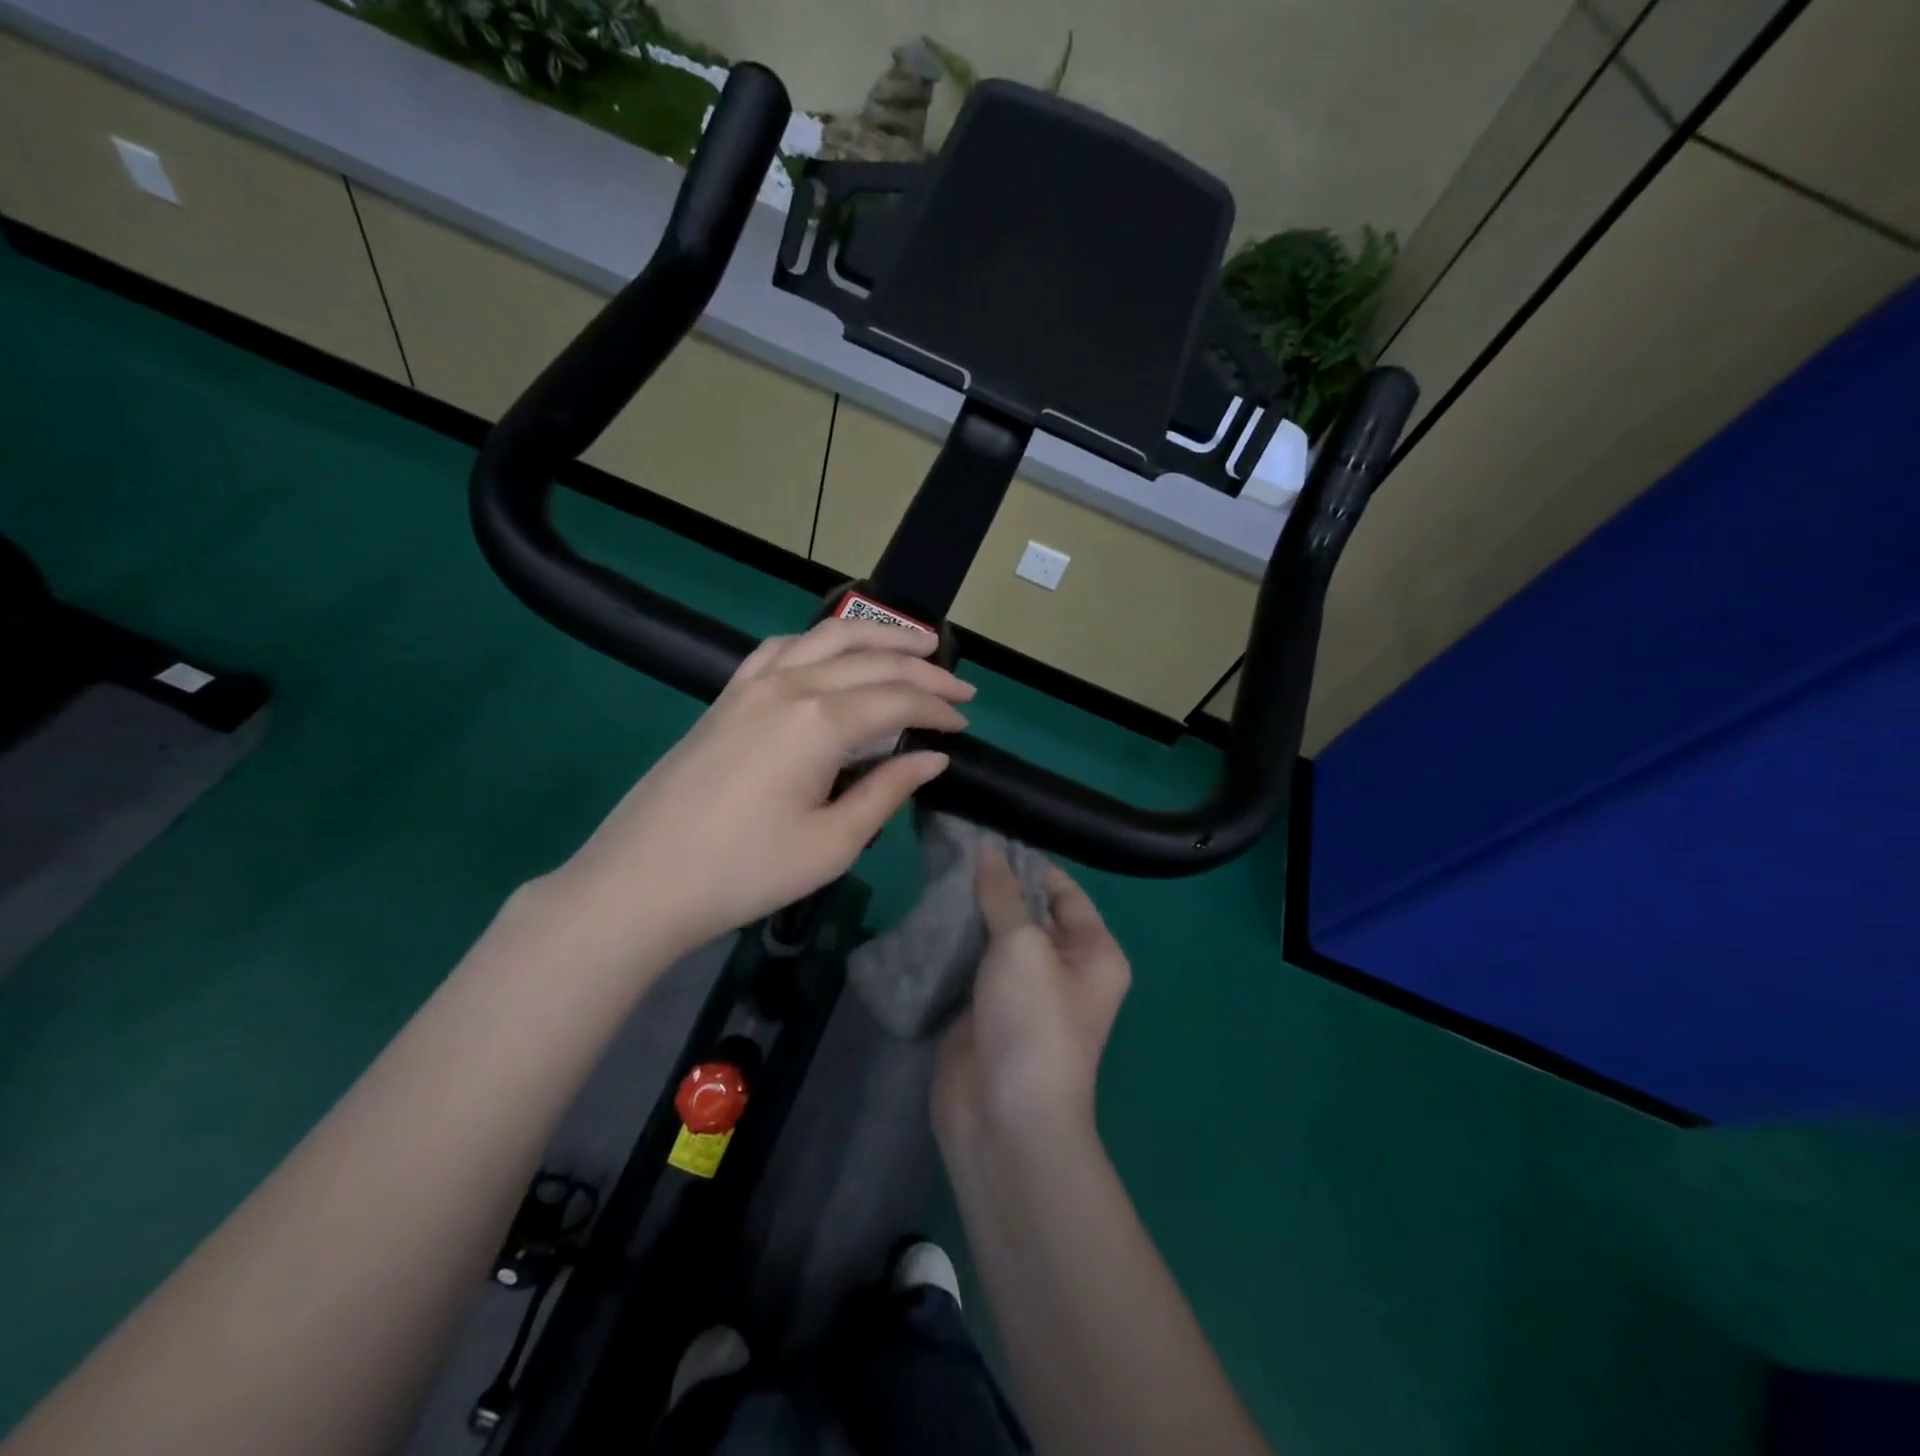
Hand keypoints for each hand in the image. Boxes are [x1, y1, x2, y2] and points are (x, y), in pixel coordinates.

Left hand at [549, 617, 973, 964]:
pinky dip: (818, 641)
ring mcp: (752, 685)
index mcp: (820, 722)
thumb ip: (887, 791)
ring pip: (826, 638)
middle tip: (961, 685)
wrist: (642, 881)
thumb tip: (933, 758)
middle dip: (923, 669)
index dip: (938, 709)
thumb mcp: (832, 844)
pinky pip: (781, 648)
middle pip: (870, 661)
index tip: (966, 724)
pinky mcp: (727, 696)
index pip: (897, 700)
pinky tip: (831, 652)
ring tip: (915, 642)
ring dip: (876, 637)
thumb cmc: (745, 871)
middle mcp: (790, 685)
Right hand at [934, 845, 1131, 1148]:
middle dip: (993, 884)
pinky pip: (969, 964)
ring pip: (994, 937)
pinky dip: (951, 942)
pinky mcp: (984, 1009)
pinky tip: (925, 911)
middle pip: (1027, 911)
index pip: (1063, 891)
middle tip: (952, 845)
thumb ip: (1003, 895)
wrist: (1005, 1119)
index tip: (987, 833)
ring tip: (934, 869)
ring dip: (968, 911)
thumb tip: (987, 847)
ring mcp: (1021, 991)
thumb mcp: (1023, 947)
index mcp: (1093, 952)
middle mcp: (1063, 968)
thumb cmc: (1033, 1022)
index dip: (1029, 862)